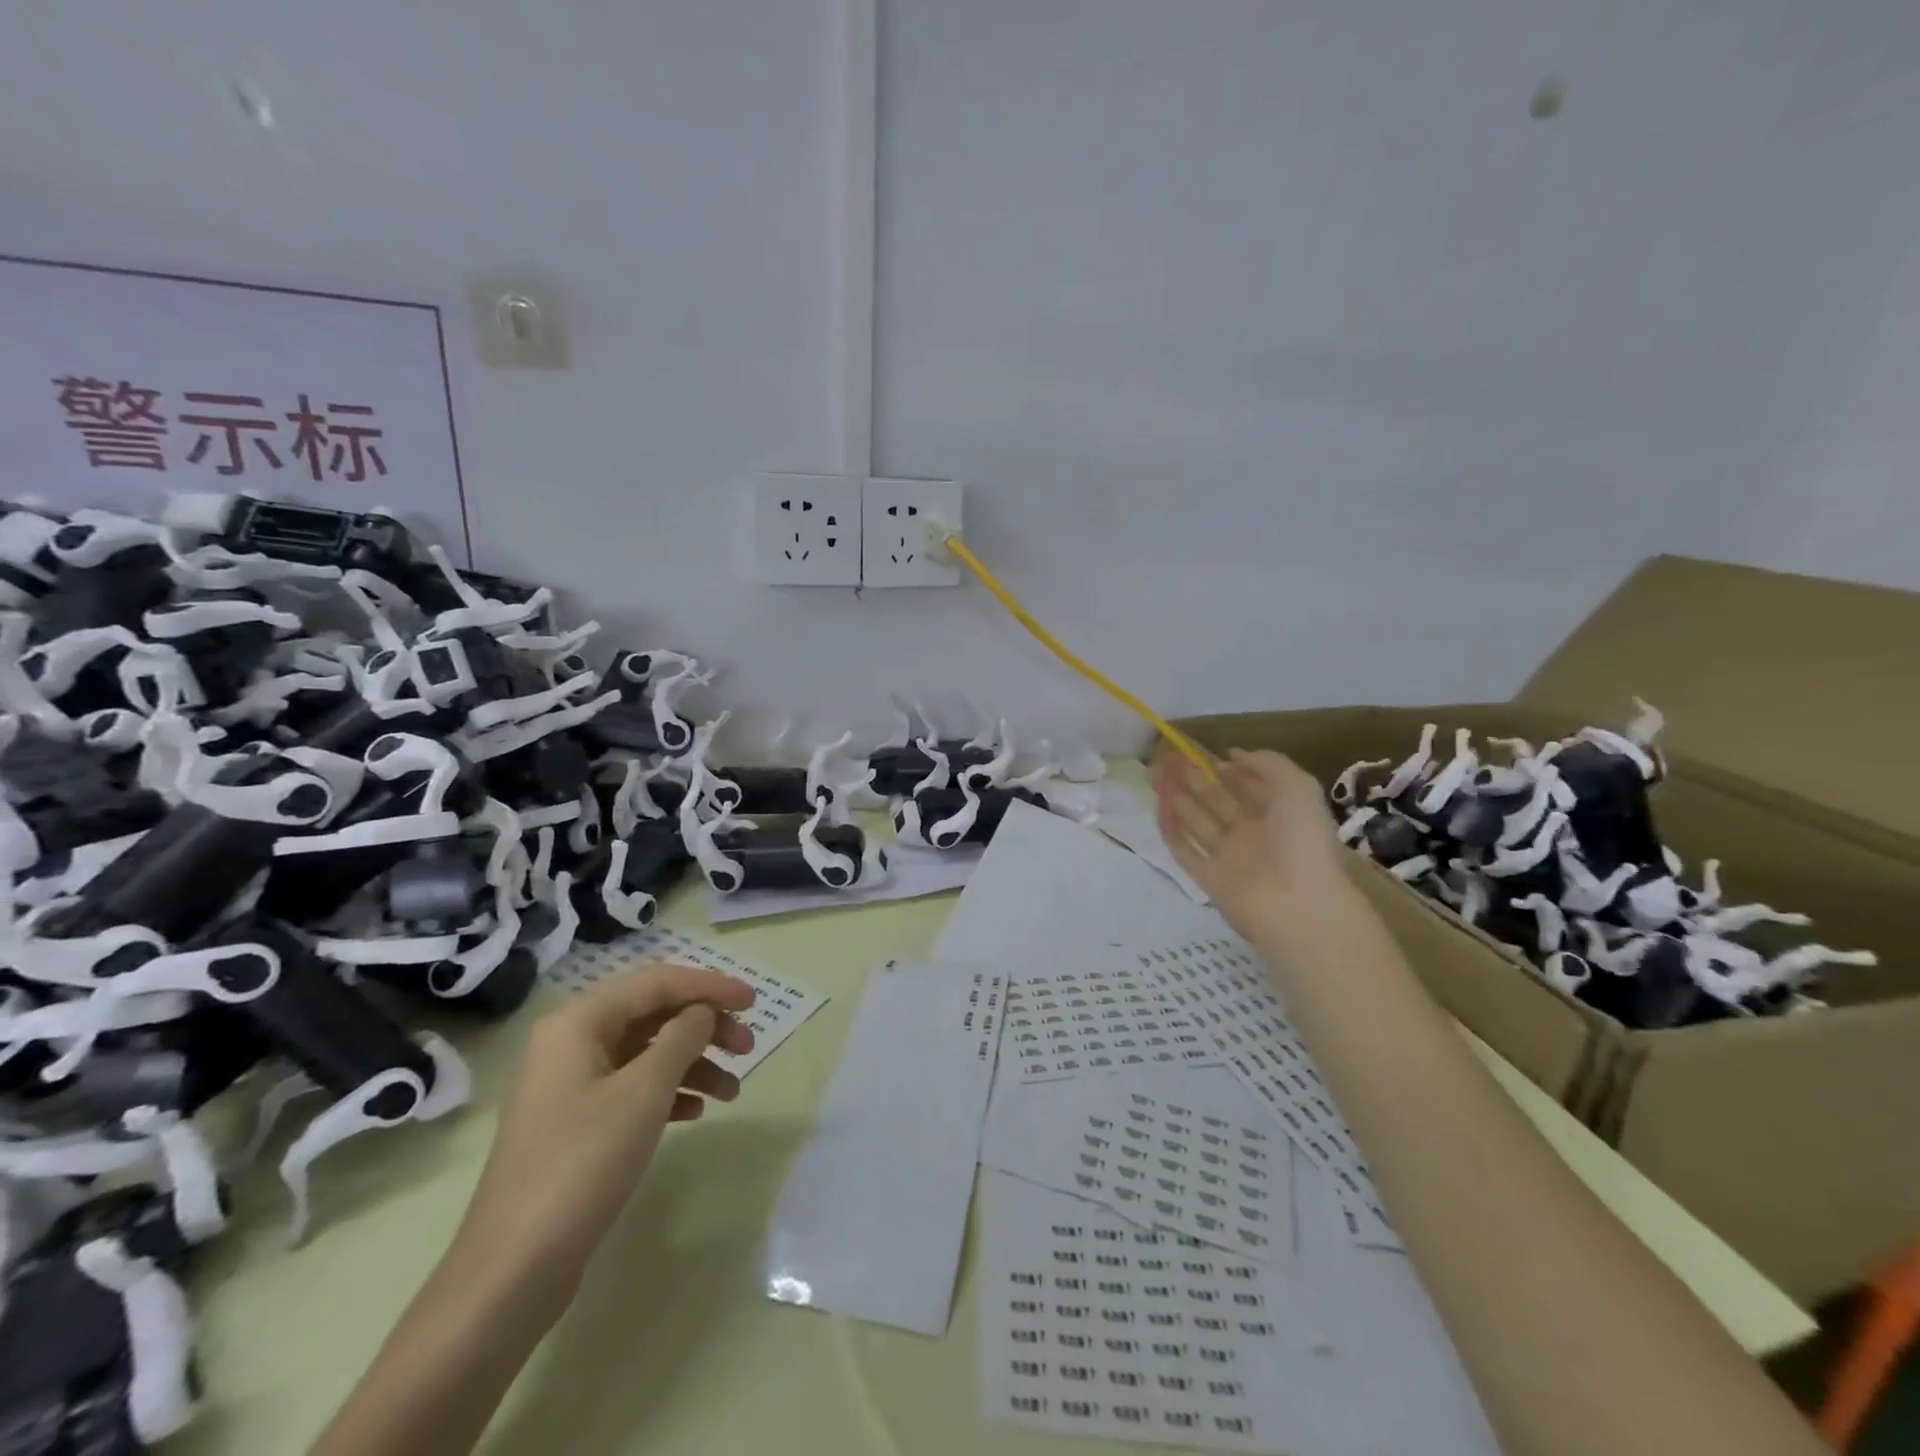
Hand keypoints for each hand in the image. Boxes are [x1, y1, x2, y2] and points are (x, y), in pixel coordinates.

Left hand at [452, 963, 755, 1302]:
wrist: (512, 1271)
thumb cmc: (582, 1164)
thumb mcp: (643, 1092)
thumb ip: (682, 1037)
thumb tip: (703, 1010)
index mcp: (579, 1021)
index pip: (658, 981)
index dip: (710, 985)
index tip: (754, 1001)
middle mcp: (572, 1041)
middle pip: (653, 1013)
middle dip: (705, 1025)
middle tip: (747, 1047)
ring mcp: (572, 1083)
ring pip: (647, 1051)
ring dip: (694, 1061)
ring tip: (732, 1090)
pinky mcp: (577, 1121)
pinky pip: (634, 1086)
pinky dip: (670, 1091)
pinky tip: (696, 1112)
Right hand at [1153, 748, 1347, 942]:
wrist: (1297, 906)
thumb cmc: (1301, 842)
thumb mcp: (1298, 788)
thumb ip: (1268, 764)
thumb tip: (1231, 754)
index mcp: (1277, 813)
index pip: (1246, 785)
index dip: (1222, 767)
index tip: (1195, 750)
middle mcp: (1252, 834)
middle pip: (1217, 800)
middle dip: (1193, 779)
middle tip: (1166, 759)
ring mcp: (1229, 857)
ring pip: (1198, 822)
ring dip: (1177, 799)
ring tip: (1155, 776)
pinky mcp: (1209, 879)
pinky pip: (1185, 851)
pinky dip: (1171, 831)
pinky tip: (1158, 808)